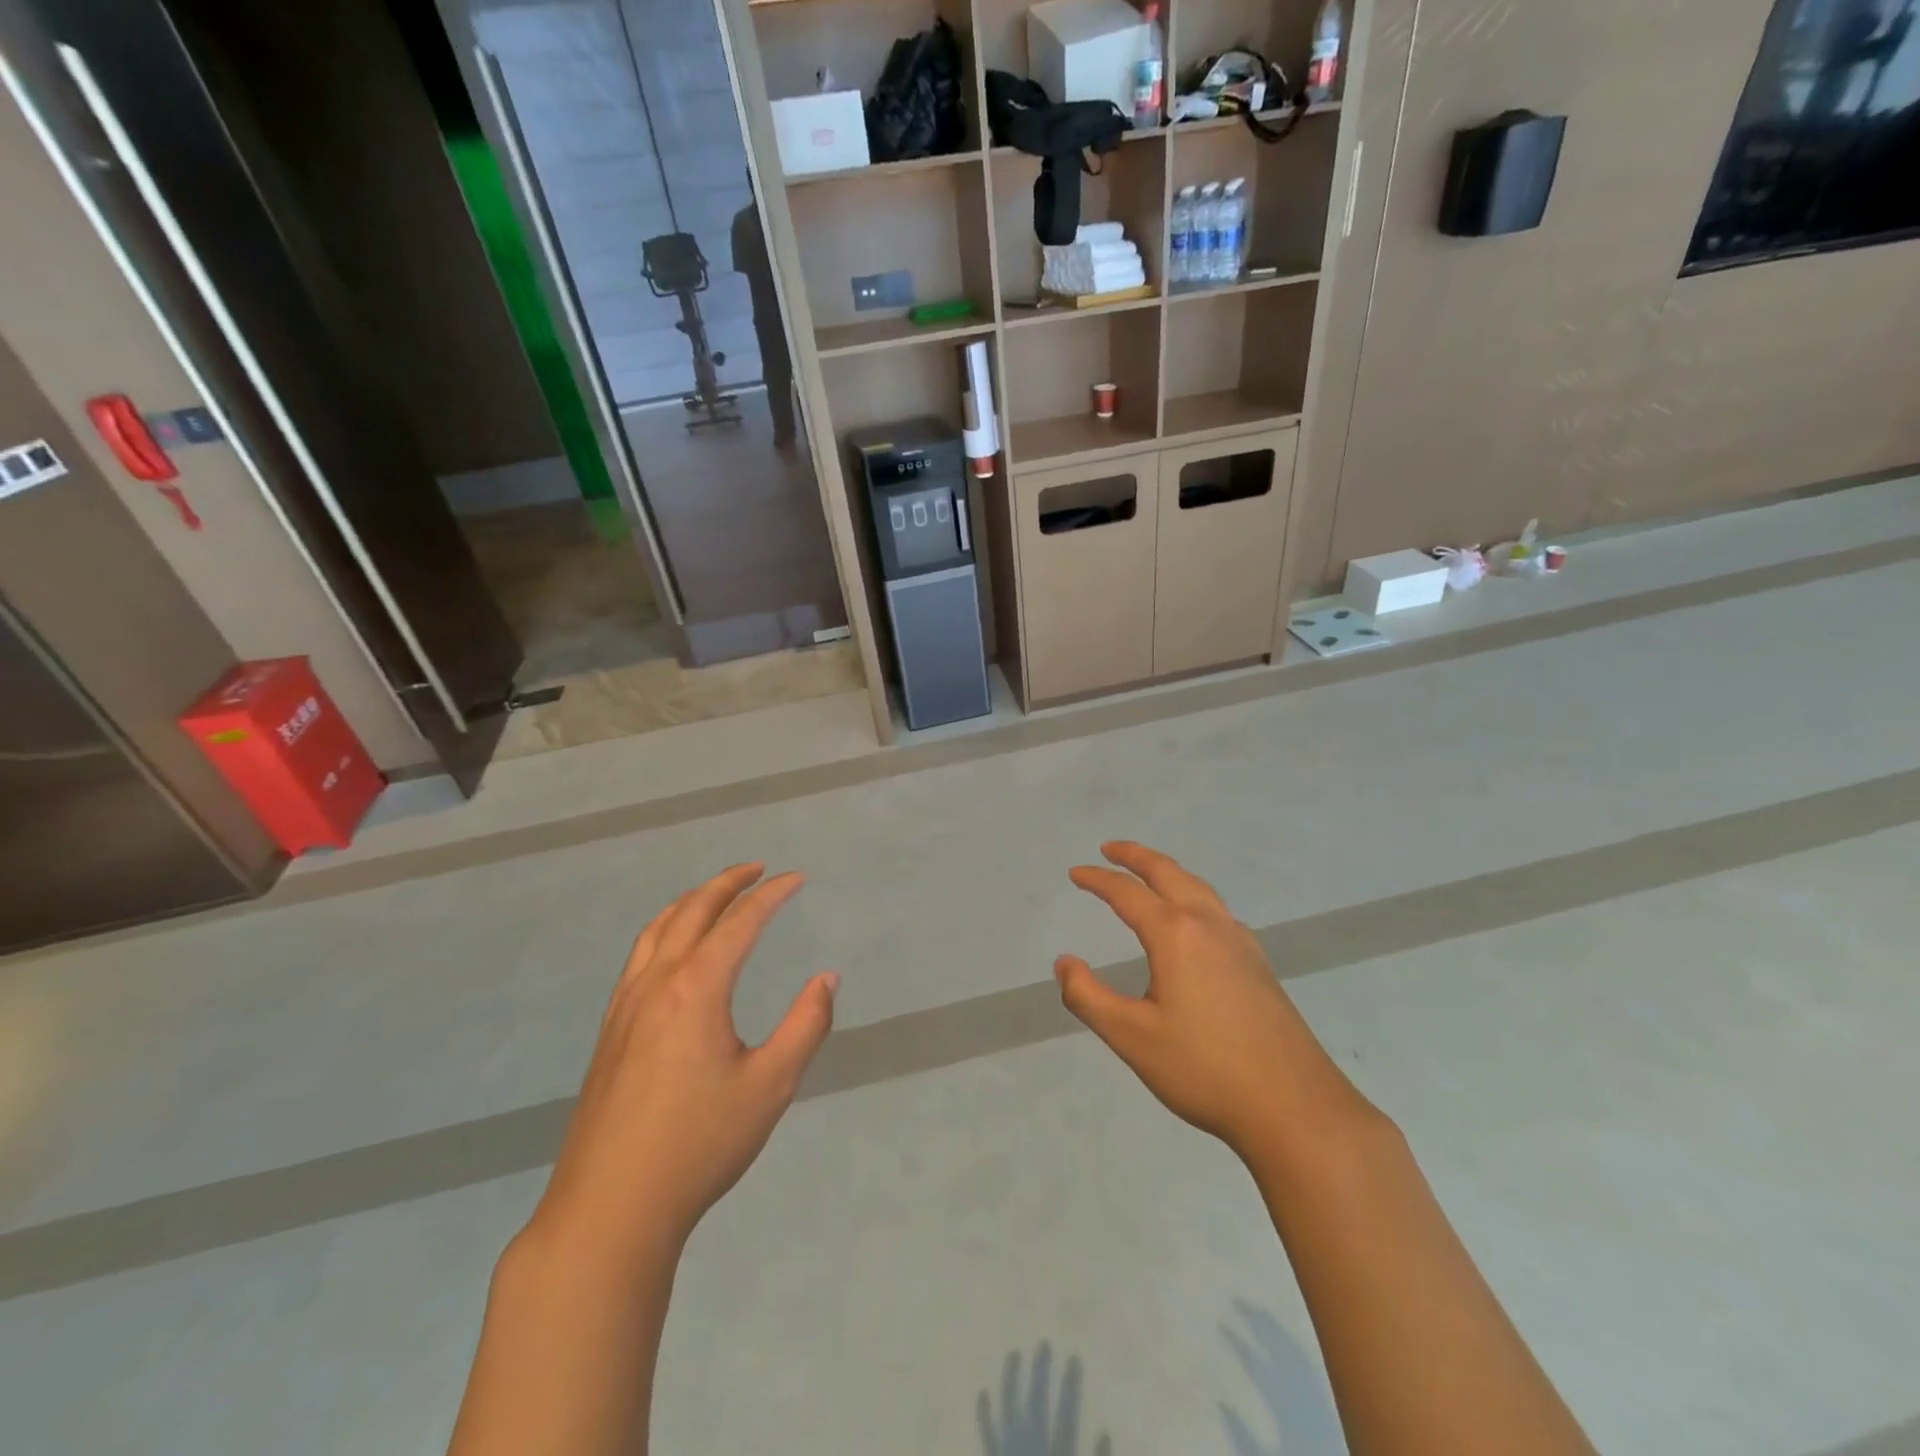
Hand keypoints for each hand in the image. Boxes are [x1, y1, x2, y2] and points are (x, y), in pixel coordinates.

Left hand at [531, 864, 837, 1266]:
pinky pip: (640, 954)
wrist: (610, 1208)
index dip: (772, 894)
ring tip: (718, 893)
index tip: (797, 879)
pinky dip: (665, 928)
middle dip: (728, 882)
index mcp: (697, 988)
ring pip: (658, 928)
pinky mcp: (610, 1029)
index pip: (740, 922)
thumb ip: (806, 1025)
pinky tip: (674, 948)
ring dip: (692, 900)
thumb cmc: (699, 1145)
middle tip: (759, 869)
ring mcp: (626, 1004)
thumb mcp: (770, 1086)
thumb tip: (827, 977)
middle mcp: (657, 982)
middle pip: (693, 911)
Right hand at [1055, 842, 1375, 1161]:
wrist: (1294, 1107)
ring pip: (1198, 888)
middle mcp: (1209, 925)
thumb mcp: (1131, 1037)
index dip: (1098, 880)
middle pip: (1169, 873)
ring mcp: (1240, 942)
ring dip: (1168, 872)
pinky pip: (1217, 910)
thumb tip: (1064, 963)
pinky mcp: (1258, 964)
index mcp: (1176, 934)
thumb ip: (1088, 997)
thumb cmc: (1204, 1069)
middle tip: (1110, 848)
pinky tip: (1192, 921)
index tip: (1075, 873)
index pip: (1128, 893)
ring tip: (1148, 874)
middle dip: (1136, 856)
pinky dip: (1192, 895)